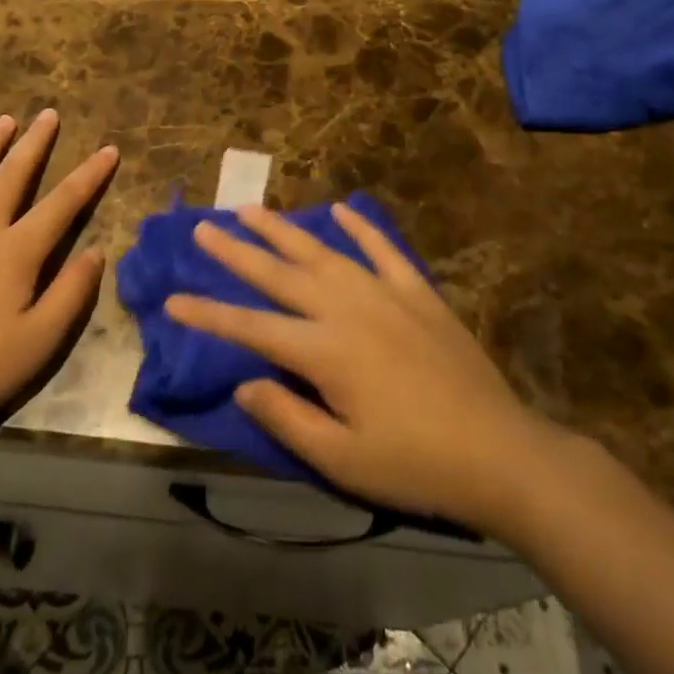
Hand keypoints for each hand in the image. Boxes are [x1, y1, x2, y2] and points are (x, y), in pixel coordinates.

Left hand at [0, 110, 118, 454]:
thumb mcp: (39, 342)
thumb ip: (72, 292)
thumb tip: (97, 251)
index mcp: (15, 252)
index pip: (63, 203)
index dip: (90, 175)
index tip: (109, 149)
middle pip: (12, 176)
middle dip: (34, 143)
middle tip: (49, 114)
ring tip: (3, 121)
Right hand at [166, 203, 570, 533]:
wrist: (500, 453)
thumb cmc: (415, 464)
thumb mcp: (341, 459)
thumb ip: (287, 417)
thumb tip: (243, 383)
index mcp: (325, 351)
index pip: (252, 327)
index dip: (209, 314)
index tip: (173, 299)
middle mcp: (347, 309)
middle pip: (280, 274)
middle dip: (237, 252)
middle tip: (203, 228)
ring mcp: (385, 294)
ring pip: (323, 252)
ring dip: (284, 230)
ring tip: (251, 209)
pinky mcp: (418, 293)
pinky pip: (383, 250)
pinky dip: (360, 228)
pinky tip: (341, 210)